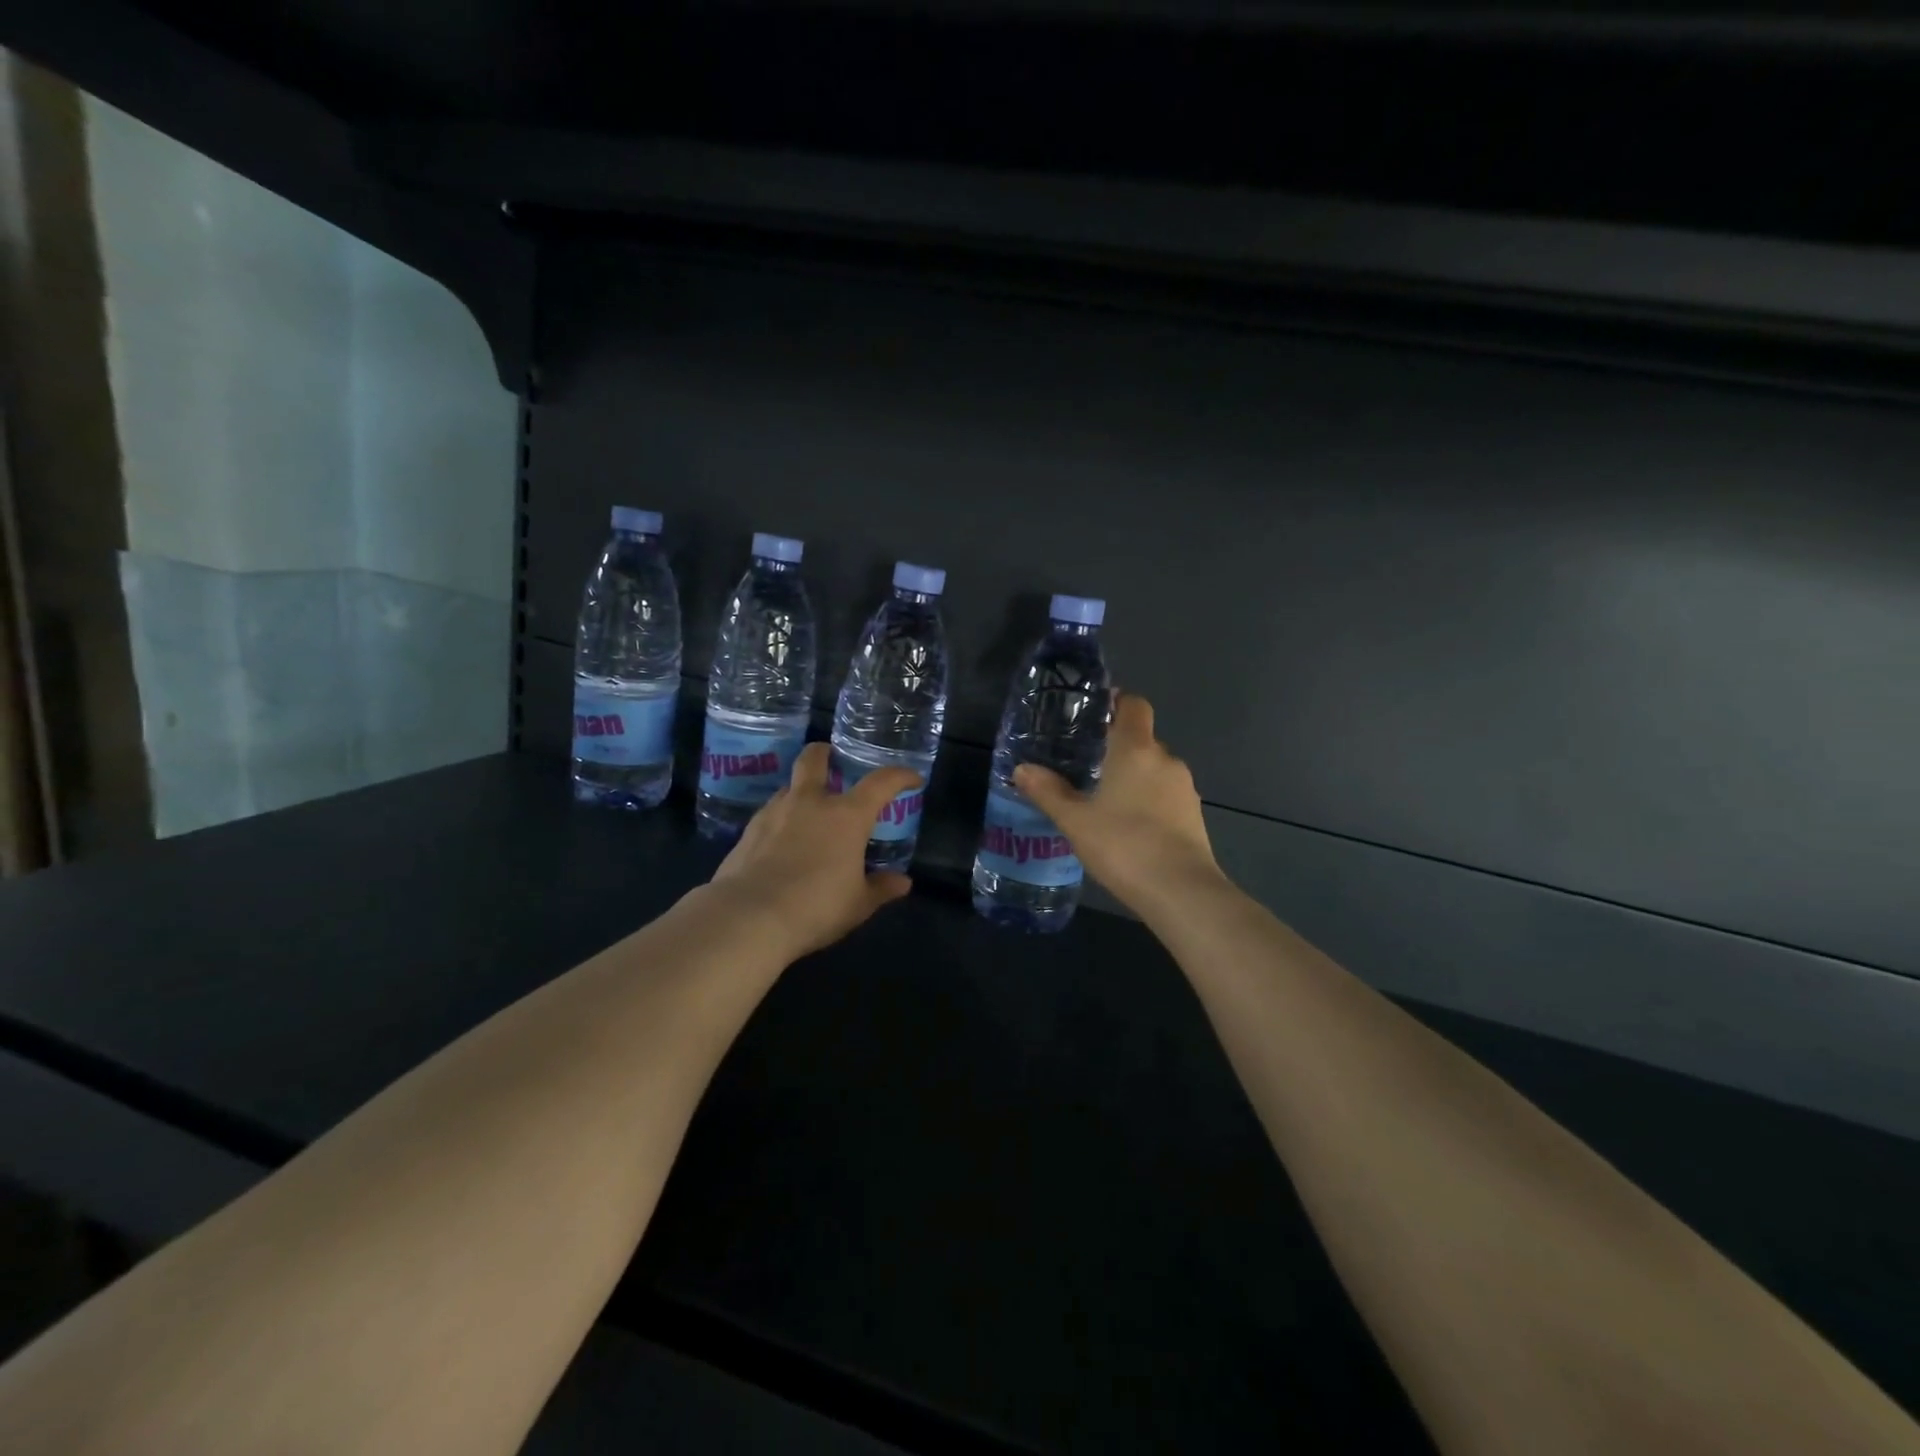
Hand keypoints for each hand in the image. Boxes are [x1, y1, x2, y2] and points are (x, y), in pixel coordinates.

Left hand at [708, 742, 919, 956]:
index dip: (900, 776)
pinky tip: (782, 842)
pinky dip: (781, 819)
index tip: (912, 779)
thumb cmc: (816, 907)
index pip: (881, 782)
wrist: (749, 917)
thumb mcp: (858, 904)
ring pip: (789, 786)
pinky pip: (770, 813)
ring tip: (808, 813)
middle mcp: (811, 802)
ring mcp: (775, 812)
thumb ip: (881, 888)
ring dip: (801, 791)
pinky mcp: (748, 830)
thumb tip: (903, 882)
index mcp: (847, 815)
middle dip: (826, 753)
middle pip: (815, 758)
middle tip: (833, 761)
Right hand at [1014, 693, 1223, 915]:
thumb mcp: (1075, 821)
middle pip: (1142, 739)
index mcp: (1136, 749)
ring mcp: (1184, 789)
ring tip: (1103, 800)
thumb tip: (1022, 769)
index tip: (1093, 715)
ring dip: (1133, 777)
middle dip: (1116, 747)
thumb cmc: (1124, 845)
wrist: (1182, 892)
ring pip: (1154, 770)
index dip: (1116, 703)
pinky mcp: (1194, 816)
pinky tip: (1128, 827)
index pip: (1134, 705)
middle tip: (1085, 765)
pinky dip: (1148, 800)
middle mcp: (1165, 760)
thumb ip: (1048, 792)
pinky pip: (1165, 795)